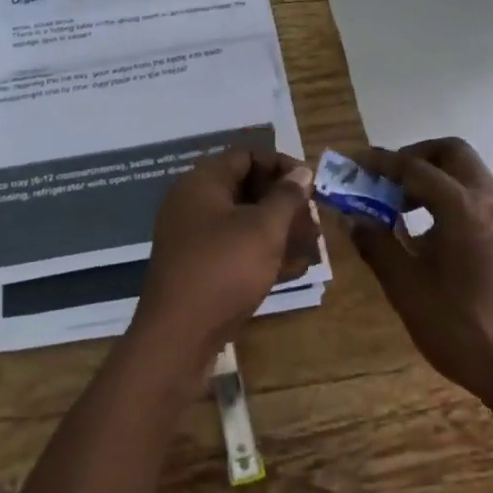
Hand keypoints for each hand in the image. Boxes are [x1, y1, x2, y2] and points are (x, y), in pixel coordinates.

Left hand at [131, 147, 318, 373]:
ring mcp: (194, 236)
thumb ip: (286, 197)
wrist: (177, 337)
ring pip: (243, 221)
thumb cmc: (223, 270)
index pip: (247, 155)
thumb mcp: (263, 229)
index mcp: (203, 181)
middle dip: (284, 202)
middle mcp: (194, 202)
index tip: (311, 183)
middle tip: (315, 220)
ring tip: (313, 246)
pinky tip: (295, 269)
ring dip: (279, 230)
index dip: (281, 164)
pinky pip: (235, 248)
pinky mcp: (198, 267)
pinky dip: (263, 253)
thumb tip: (301, 171)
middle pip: (246, 187)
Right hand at [344, 139, 492, 431]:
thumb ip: (376, 243)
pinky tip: (430, 231)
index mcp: (464, 208)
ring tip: (402, 207)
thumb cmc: (460, 328)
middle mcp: (491, 201)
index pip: (415, 167)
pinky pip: (479, 196)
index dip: (381, 162)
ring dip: (434, 176)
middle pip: (452, 153)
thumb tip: (352, 217)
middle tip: (387, 180)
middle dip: (415, 157)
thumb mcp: (406, 287)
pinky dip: (451, 196)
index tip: (355, 163)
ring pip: (468, 173)